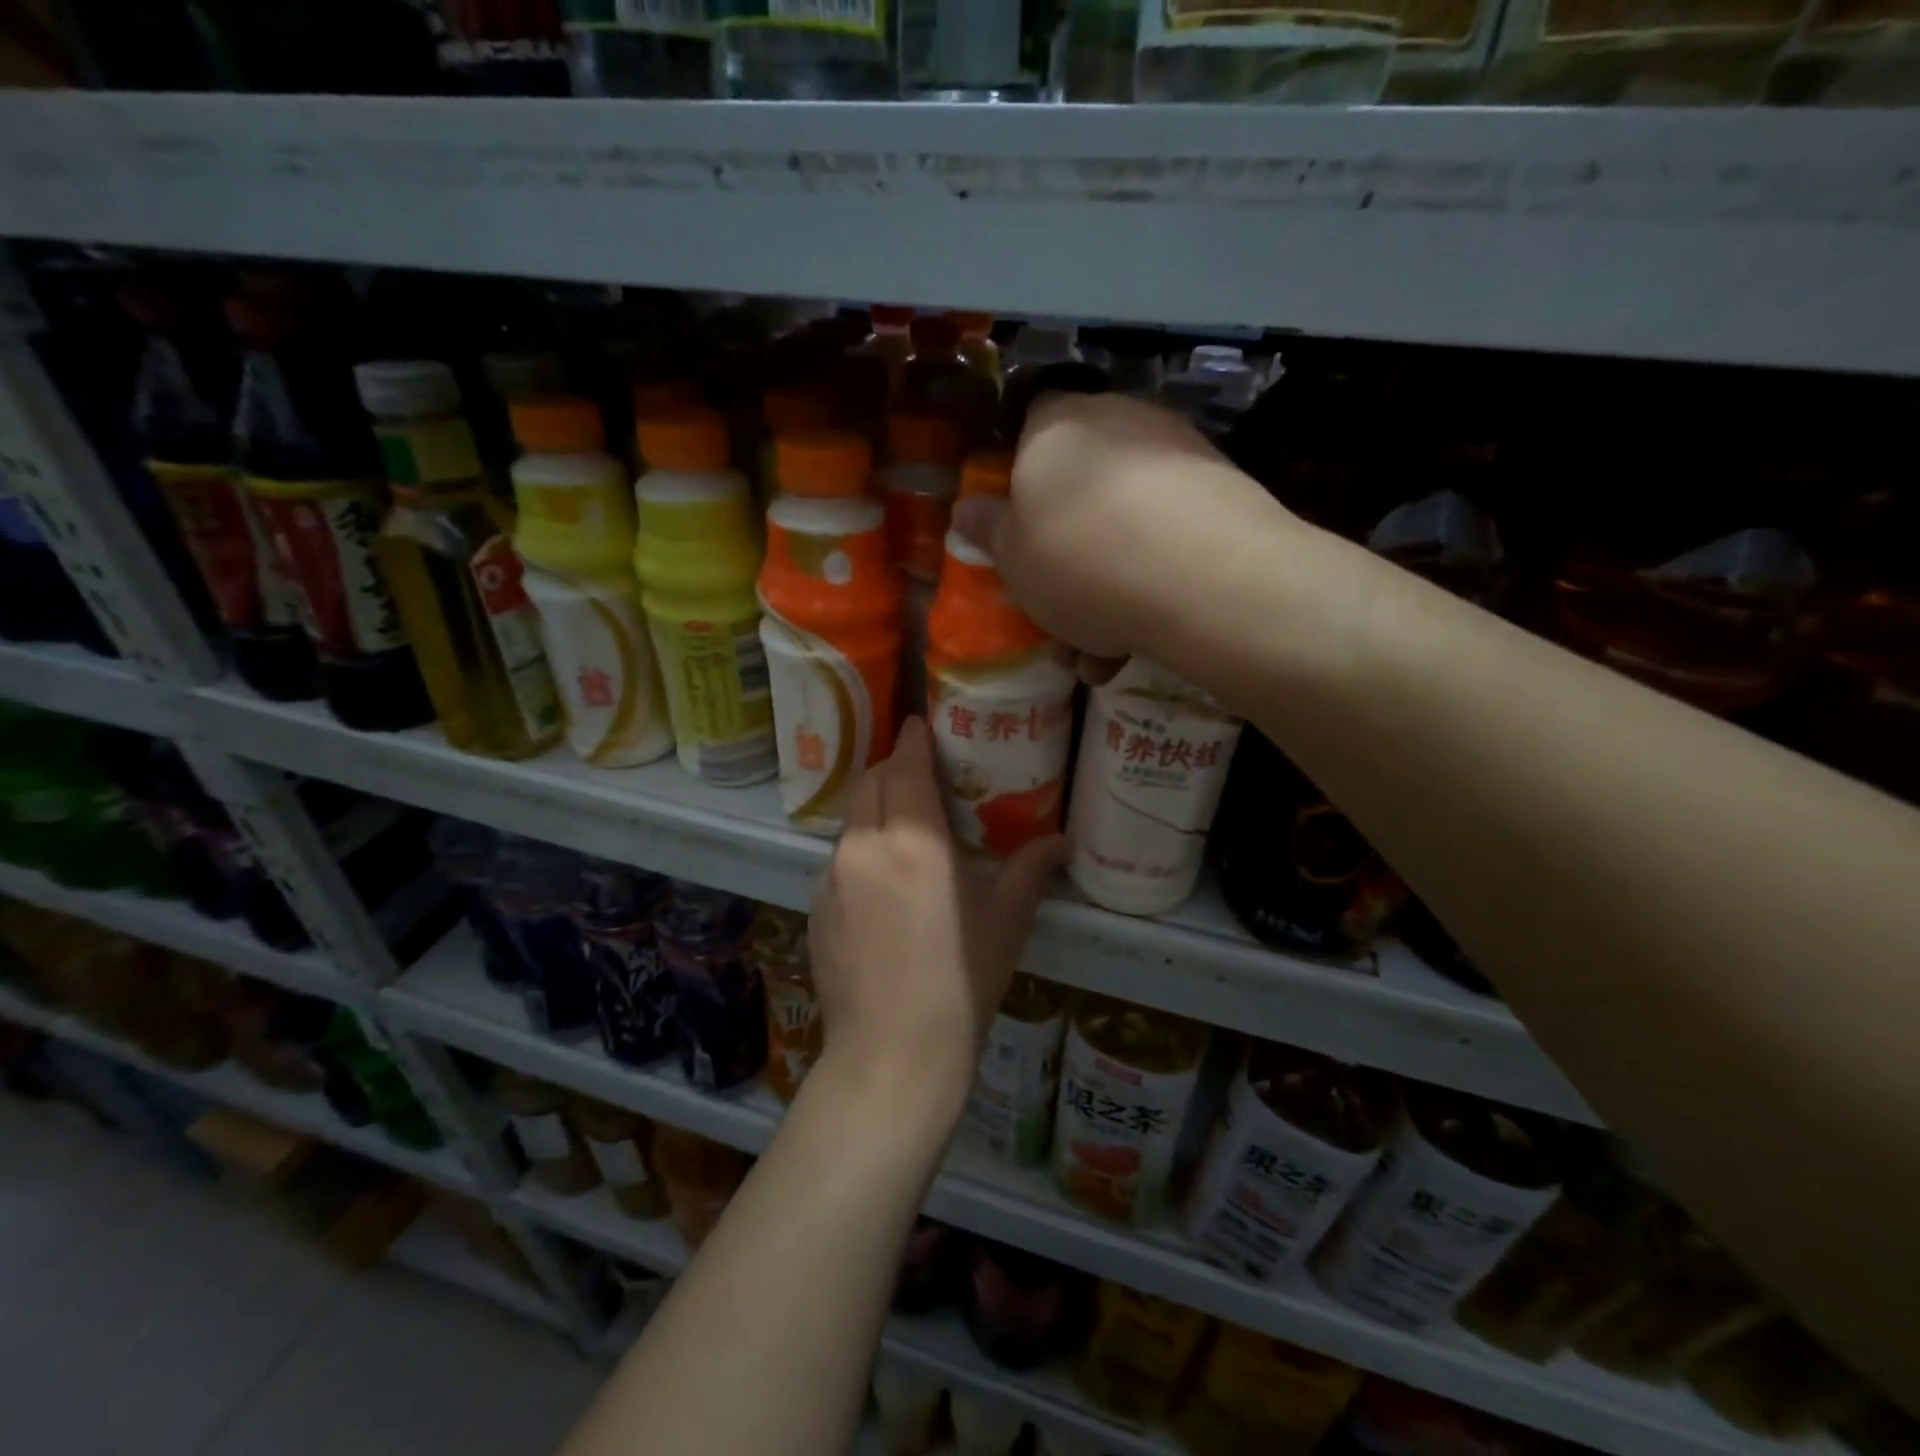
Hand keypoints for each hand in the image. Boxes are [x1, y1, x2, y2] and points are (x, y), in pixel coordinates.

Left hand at [808, 718, 1062, 1120]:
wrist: (894, 1052)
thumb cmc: (962, 980)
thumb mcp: (1005, 920)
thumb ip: (1030, 870)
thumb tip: (1061, 841)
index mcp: (914, 840)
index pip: (906, 767)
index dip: (913, 740)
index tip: (918, 724)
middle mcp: (865, 845)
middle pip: (869, 783)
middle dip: (890, 767)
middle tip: (916, 771)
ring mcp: (831, 876)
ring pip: (851, 820)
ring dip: (873, 809)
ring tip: (901, 826)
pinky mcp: (815, 906)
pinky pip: (838, 860)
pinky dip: (859, 851)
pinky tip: (880, 884)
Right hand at [952, 393, 1293, 676]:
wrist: (1203, 577)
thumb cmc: (1079, 561)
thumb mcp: (1012, 559)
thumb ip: (988, 531)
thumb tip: (966, 510)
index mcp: (1055, 427)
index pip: (1027, 432)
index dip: (1019, 484)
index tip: (1020, 538)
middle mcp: (1118, 422)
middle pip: (1079, 491)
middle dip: (1065, 562)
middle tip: (1058, 620)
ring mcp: (1176, 455)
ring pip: (1123, 527)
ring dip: (1105, 594)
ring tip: (1098, 657)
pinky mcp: (1222, 494)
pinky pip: (1166, 541)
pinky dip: (1149, 588)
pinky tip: (1139, 645)